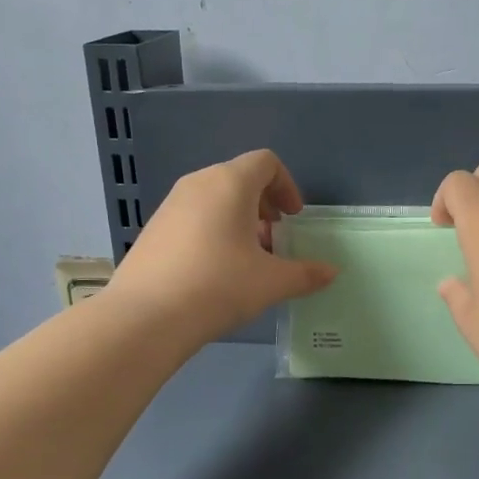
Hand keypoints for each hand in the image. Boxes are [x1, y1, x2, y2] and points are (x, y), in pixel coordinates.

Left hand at [108, 150, 337, 343]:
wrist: (146, 316)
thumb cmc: (218, 286)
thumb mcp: (271, 282)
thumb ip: (306, 274)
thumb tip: (332, 273)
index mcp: (230, 183)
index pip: (265, 162)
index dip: (287, 186)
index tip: (293, 218)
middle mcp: (198, 183)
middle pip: (239, 178)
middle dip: (263, 204)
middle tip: (275, 238)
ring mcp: (170, 204)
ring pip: (214, 199)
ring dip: (238, 219)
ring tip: (247, 259)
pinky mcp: (153, 228)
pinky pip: (192, 217)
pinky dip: (212, 230)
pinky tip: (214, 271)